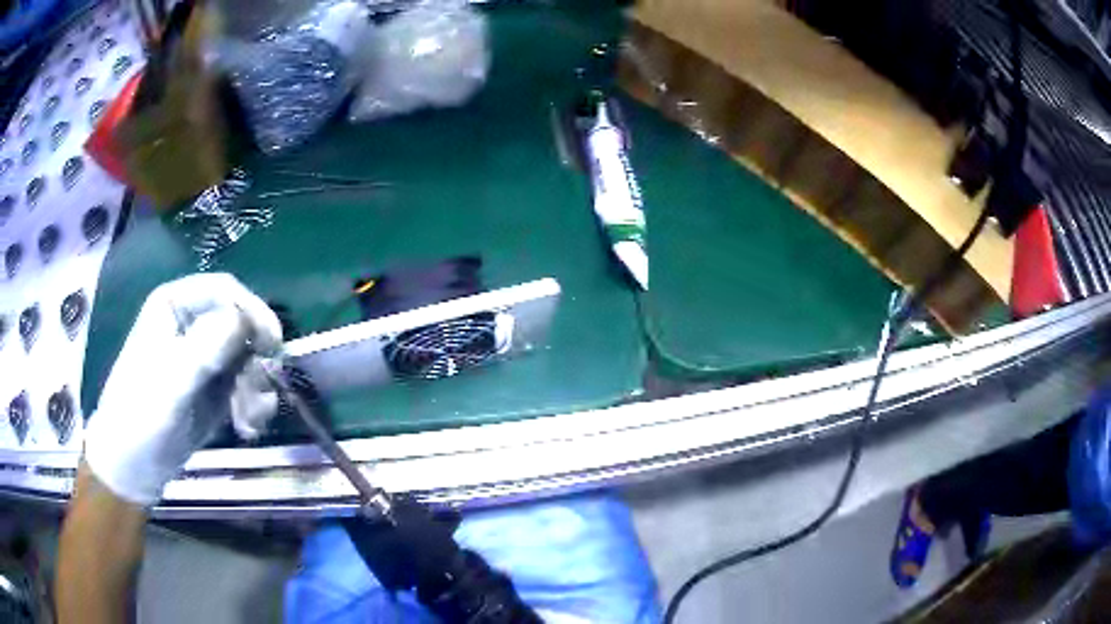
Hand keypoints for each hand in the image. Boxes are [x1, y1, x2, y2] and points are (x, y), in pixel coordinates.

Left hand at [83, 273, 283, 505]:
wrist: (133, 467)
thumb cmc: (141, 417)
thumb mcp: (170, 384)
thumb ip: (204, 349)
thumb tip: (244, 320)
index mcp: (175, 306)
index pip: (225, 291)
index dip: (252, 312)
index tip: (272, 347)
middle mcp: (193, 324)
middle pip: (243, 325)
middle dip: (256, 361)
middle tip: (257, 397)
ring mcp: (205, 357)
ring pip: (249, 358)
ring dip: (257, 388)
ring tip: (249, 421)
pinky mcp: (215, 388)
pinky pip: (247, 384)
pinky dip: (254, 405)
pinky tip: (247, 428)